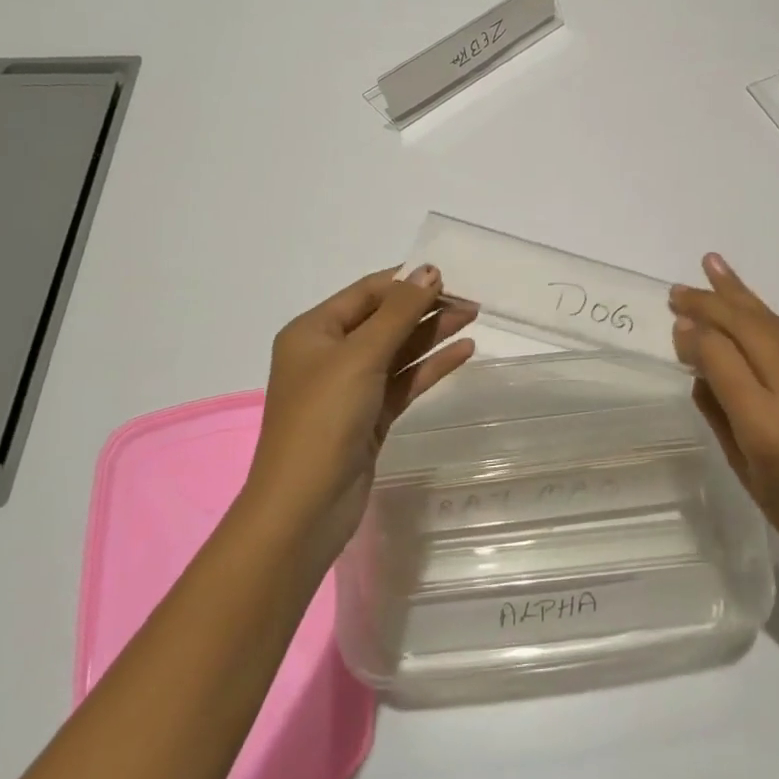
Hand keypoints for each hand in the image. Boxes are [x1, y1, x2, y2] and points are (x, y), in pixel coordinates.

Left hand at [239, 265, 476, 566]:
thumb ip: (399, 312)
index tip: (450, 274)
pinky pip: (404, 380)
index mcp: (313, 331)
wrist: (305, 508)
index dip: (407, 281)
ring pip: (398, 350)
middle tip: (471, 298)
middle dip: (425, 306)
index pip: (367, 293)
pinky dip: (431, 366)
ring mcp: (350, 387)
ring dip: (433, 333)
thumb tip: (428, 270)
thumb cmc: (323, 419)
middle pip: (385, 320)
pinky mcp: (370, 416)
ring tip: (474, 317)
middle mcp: (329, 354)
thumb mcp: (360, 356)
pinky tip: (464, 353)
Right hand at [669, 253, 778, 588]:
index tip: (676, 321)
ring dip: (741, 297)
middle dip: (713, 303)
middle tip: (680, 289)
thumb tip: (696, 354)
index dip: (696, 335)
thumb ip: (717, 408)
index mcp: (771, 428)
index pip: (724, 359)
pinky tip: (748, 313)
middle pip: (751, 329)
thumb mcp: (742, 468)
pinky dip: (768, 326)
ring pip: (777, 327)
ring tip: (713, 267)